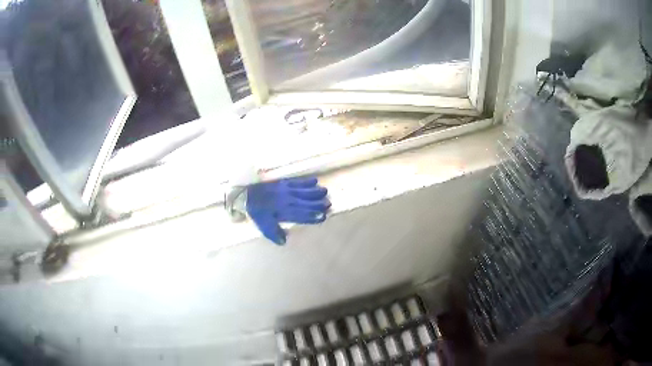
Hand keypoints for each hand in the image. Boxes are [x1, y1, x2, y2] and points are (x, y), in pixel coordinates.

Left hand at [246, 177, 329, 244]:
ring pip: (303, 191)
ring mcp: (285, 191)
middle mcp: (286, 201)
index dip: (312, 216)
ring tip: (326, 192)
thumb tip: (284, 241)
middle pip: (305, 203)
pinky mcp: (283, 183)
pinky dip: (306, 181)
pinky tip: (315, 181)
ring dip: (315, 192)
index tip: (322, 217)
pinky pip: (297, 182)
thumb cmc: (257, 212)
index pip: (300, 215)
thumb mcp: (263, 226)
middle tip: (329, 204)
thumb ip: (274, 234)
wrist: (247, 195)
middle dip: (317, 204)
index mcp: (283, 213)